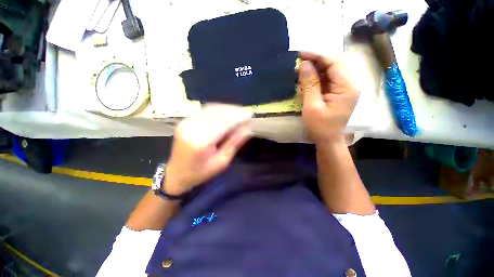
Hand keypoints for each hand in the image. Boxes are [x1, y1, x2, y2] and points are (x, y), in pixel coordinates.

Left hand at [164, 104, 251, 194]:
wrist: (176, 174)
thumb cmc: (201, 172)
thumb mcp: (222, 162)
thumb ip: (234, 143)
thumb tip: (248, 129)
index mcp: (201, 142)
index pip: (224, 123)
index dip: (238, 117)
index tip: (250, 115)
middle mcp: (192, 128)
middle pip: (217, 113)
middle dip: (234, 111)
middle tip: (246, 113)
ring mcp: (187, 123)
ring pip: (211, 109)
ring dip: (227, 109)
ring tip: (239, 112)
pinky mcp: (185, 121)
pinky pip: (205, 111)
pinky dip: (218, 110)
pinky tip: (226, 113)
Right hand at [298, 52, 358, 143]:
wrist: (330, 140)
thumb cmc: (321, 127)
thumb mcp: (312, 106)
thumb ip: (309, 84)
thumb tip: (304, 64)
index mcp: (347, 86)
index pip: (333, 62)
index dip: (317, 55)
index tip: (300, 54)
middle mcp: (350, 83)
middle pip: (334, 64)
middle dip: (316, 61)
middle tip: (299, 63)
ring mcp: (346, 88)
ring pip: (331, 71)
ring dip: (316, 69)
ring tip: (301, 71)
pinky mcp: (341, 93)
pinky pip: (329, 80)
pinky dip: (318, 78)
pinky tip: (308, 80)